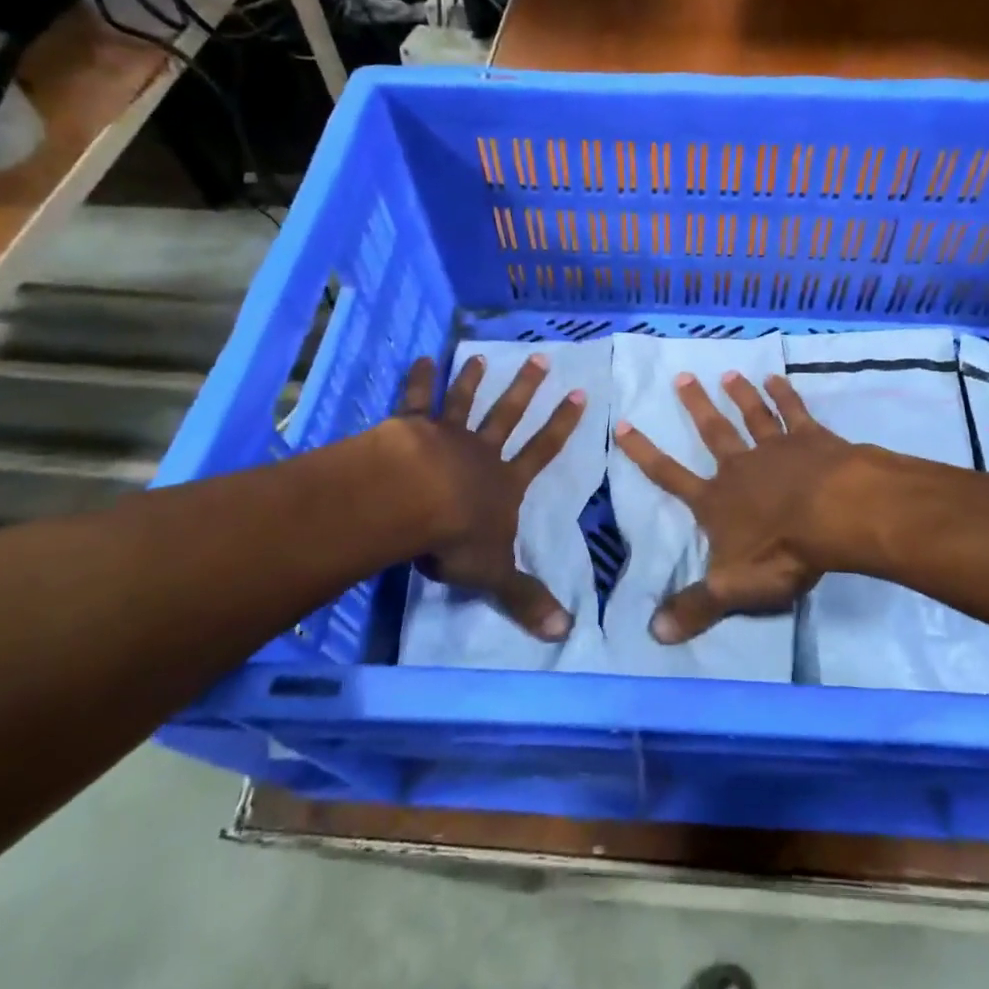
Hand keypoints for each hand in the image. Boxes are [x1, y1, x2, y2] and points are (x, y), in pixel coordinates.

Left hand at [395, 353, 584, 641]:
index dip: (562, 425)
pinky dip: (420, 379)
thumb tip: (566, 632)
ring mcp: (445, 436)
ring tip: (480, 356)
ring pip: (464, 402)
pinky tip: (422, 358)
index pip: (542, 451)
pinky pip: (417, 400)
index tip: (579, 395)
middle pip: (508, 415)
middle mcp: (480, 452)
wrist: (412, 503)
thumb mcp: (495, 573)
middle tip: (540, 358)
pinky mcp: (409, 428)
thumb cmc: (456, 537)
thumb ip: (526, 597)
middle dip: (526, 388)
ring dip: (473, 379)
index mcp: (504, 483)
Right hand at [613, 372, 861, 644]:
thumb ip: (695, 607)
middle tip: (681, 376)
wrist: (836, 516)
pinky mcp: (812, 439)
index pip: (670, 476)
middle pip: (713, 432)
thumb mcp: (732, 589)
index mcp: (717, 501)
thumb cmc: (782, 552)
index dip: (644, 453)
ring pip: (752, 416)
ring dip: (740, 394)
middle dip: (696, 406)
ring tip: (729, 373)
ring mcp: (777, 448)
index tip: (624, 425)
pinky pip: (794, 411)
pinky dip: (785, 394)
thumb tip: (653, 634)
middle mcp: (741, 467)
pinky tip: (777, 377)